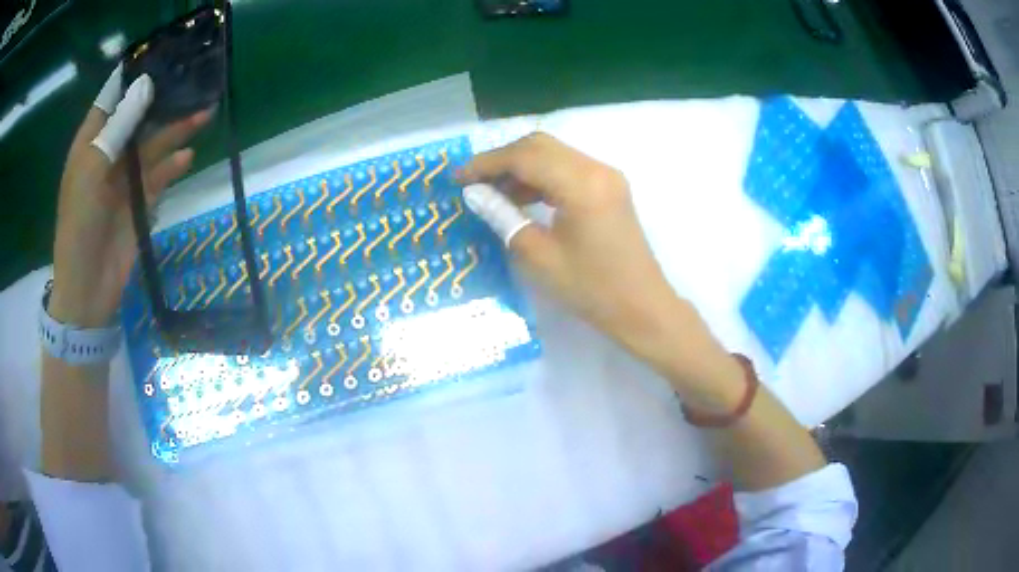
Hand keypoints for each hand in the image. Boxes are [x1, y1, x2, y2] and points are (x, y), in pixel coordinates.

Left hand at [49, 66, 209, 326]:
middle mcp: (109, 154)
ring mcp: (125, 179)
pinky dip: (172, 167)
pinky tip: (187, 157)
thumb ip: (118, 127)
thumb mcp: (92, 170)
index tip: (161, 54)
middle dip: (163, 100)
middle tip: (193, 80)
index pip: (112, 98)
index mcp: (91, 142)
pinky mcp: (139, 203)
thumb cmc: (78, 226)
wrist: (87, 289)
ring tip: (204, 114)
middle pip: (138, 117)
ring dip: (176, 131)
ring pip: (153, 145)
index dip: (133, 75)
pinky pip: (159, 177)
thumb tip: (146, 85)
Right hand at [459, 133, 742, 407]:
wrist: (642, 307)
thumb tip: (473, 194)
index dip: (486, 163)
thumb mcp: (539, 257)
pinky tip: (522, 198)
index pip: (525, 156)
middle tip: (473, 182)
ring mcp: (606, 176)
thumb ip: (504, 217)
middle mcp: (597, 169)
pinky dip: (541, 177)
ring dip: (521, 167)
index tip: (457, 177)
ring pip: (554, 155)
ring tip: (492, 193)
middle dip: (502, 159)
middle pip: (539, 145)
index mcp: (582, 184)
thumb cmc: (591, 289)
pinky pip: (568, 169)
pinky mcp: (609, 187)